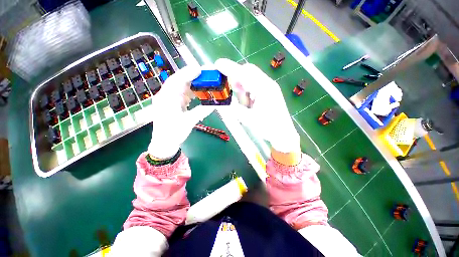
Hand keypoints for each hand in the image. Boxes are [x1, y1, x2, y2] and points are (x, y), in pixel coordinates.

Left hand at [147, 66, 214, 158]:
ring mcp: (168, 99)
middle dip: (192, 76)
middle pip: (178, 81)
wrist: (164, 144)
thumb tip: (216, 104)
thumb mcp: (189, 122)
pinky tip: (197, 93)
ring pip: (180, 87)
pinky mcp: (171, 104)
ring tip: (204, 83)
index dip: (188, 73)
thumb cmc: (174, 133)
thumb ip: (202, 111)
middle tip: (206, 75)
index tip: (201, 70)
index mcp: (166, 99)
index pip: (176, 80)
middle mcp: (165, 96)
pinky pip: (181, 94)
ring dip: (192, 84)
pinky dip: (190, 92)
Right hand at [215, 59, 299, 155]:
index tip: (217, 65)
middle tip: (231, 91)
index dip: (229, 68)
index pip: (244, 74)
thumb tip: (223, 100)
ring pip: (251, 78)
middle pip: (248, 71)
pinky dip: (248, 92)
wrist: (284, 134)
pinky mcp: (269, 92)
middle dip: (236, 78)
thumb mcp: (248, 119)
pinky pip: (254, 85)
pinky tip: (249, 103)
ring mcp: (269, 87)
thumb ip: (234, 108)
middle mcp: (268, 84)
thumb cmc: (268, 128)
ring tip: (245, 104)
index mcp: (264, 89)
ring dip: (242, 87)